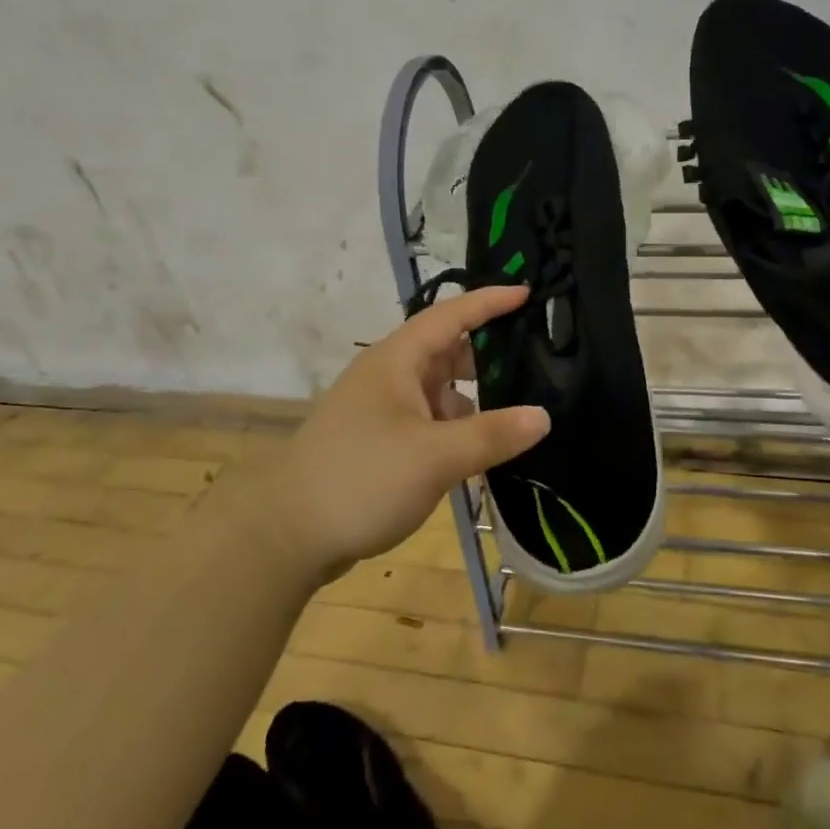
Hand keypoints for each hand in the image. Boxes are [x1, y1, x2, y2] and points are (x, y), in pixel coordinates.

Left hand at [262, 286, 550, 578]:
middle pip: (447, 350)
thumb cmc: (361, 479)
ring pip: (438, 389)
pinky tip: (480, 449)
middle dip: (488, 353)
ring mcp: (381, 409)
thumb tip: (543, 416)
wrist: (286, 535)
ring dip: (473, 396)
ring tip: (517, 410)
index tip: (527, 293)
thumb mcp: (434, 457)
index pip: (450, 315)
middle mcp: (388, 375)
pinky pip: (428, 419)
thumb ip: (491, 435)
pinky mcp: (378, 440)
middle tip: (534, 359)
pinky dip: (455, 426)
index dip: (489, 302)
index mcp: (397, 360)